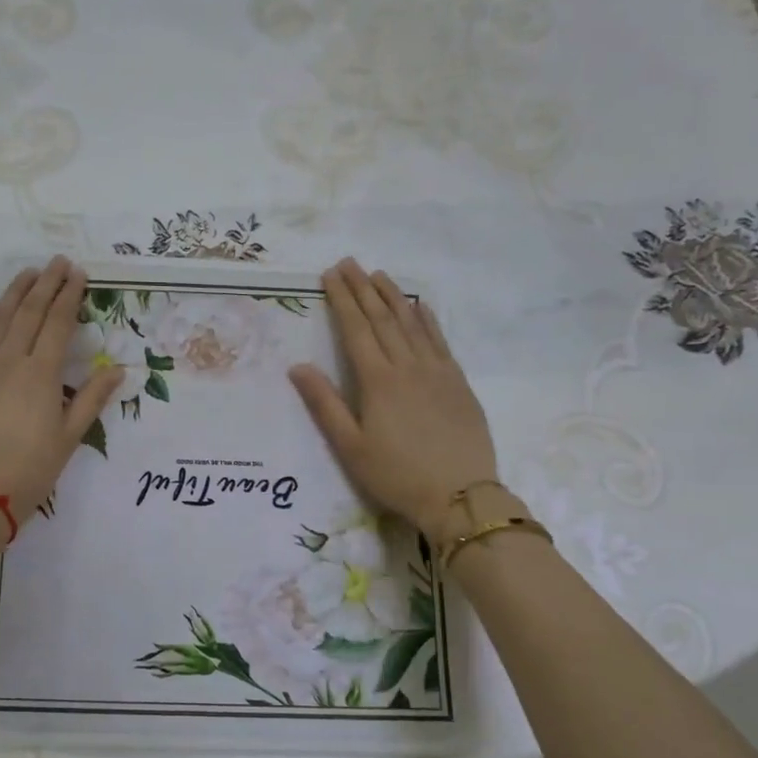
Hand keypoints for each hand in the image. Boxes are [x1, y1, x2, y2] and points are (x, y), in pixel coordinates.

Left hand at [0, 258, 122, 526]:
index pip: (57, 323)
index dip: (69, 295)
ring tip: (28, 272)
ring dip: (14, 292)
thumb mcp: (68, 439)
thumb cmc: (27, 472)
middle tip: (58, 261)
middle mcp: (8, 360)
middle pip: (28, 312)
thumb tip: (116, 368)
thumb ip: (91, 399)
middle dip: (46, 283)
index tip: (78, 273)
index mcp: (40, 374)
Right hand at [289, 260, 502, 542]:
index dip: (342, 300)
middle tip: (350, 262)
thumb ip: (324, 404)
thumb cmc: (396, 476)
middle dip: (363, 288)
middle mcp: (408, 366)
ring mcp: (437, 371)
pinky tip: (421, 306)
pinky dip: (428, 319)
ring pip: (413, 323)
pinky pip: (440, 340)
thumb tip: (298, 367)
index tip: (331, 274)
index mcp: (378, 381)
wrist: (460, 495)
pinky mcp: (458, 383)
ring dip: (394, 296)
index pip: (356, 329)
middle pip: (383, 318)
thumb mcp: (351, 447)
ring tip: (380, 275)